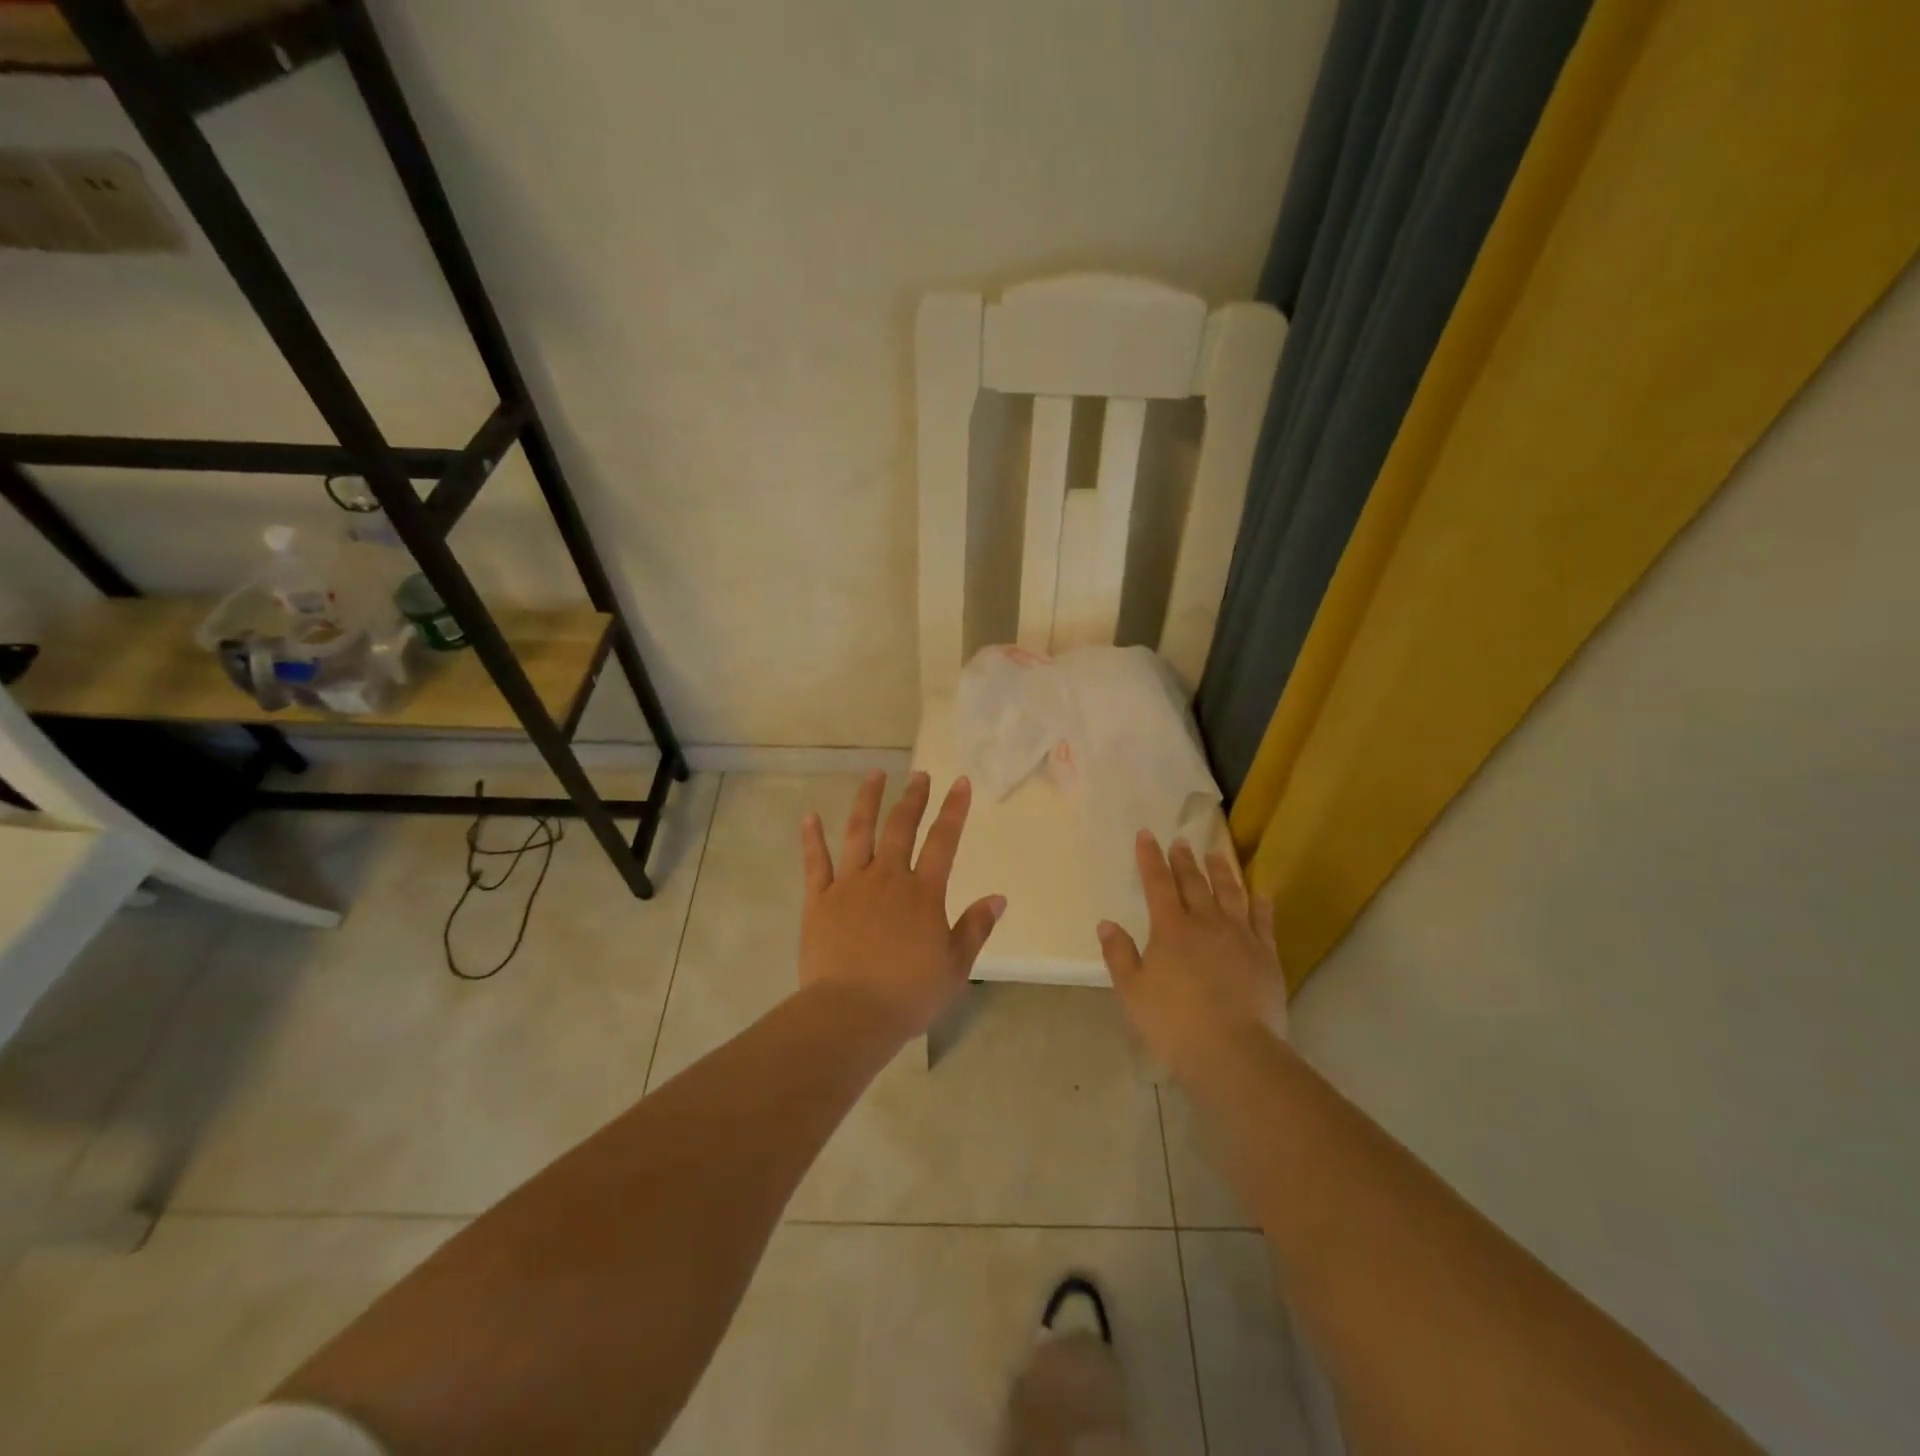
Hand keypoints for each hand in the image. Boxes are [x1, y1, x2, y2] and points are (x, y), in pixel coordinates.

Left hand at [798, 770, 1004, 1039]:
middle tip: (919, 774)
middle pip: (901, 827)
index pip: (943, 841)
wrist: (851, 1014)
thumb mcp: (955, 967)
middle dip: (913, 797)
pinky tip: (809, 816)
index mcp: (923, 893)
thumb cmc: (909, 994)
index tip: (959, 782)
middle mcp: (887, 877)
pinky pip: (815, 862)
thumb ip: (975, 928)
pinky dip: (812, 838)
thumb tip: (998, 898)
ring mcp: (850, 885)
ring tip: (875, 774)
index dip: (953, 810)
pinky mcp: (819, 900)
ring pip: (858, 832)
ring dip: (867, 801)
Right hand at [1097, 832, 1287, 1085]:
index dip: (1150, 857)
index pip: (1157, 883)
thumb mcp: (1133, 992)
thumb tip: (1107, 923)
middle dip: (1184, 860)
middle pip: (1194, 883)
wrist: (1235, 1052)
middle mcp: (1206, 922)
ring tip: (1216, 854)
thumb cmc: (1175, 1023)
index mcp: (1170, 929)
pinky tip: (1260, 894)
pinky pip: (1264, 921)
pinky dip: (1261, 904)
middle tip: (1181, 841)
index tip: (1146, 834)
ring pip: (1230, 894)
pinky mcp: (1266, 955)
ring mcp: (1240, 936)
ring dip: (1221, 871)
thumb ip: (1119, 954)